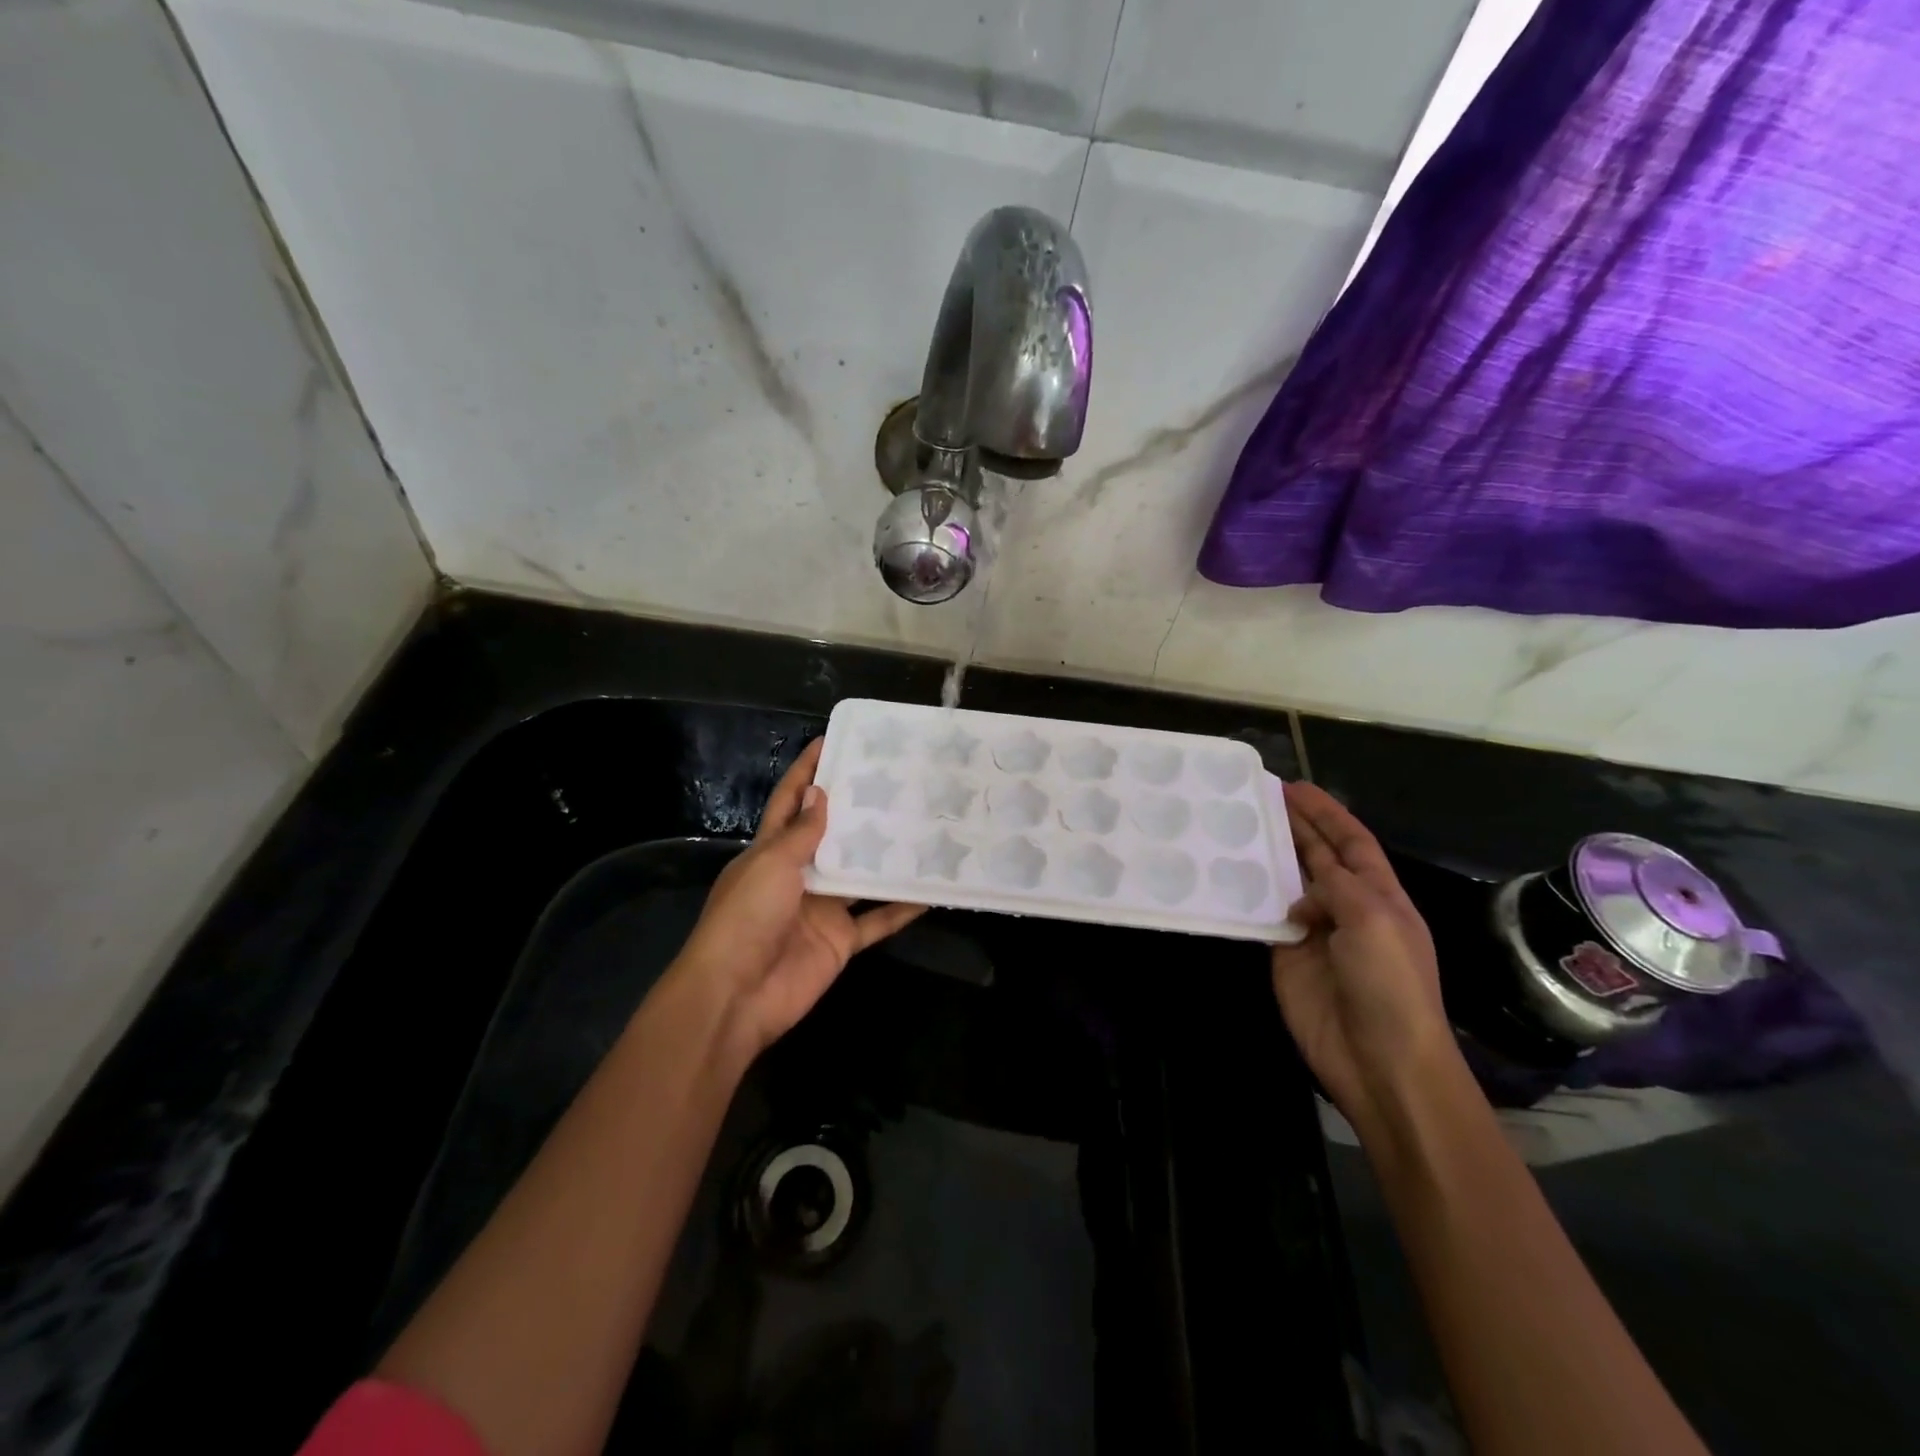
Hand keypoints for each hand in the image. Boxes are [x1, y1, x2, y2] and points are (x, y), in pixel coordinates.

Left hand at [675, 738, 924, 1055]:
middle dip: (857, 810)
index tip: (831, 742)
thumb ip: (802, 832)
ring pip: (860, 875)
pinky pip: (878, 920)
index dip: (806, 771)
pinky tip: (931, 890)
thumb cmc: (746, 918)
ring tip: (922, 825)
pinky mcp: (841, 940)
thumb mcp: (771, 865)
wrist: (737, 996)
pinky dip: (902, 908)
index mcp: (771, 851)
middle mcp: (799, 875)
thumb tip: (821, 792)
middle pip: (832, 835)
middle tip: (895, 781)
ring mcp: (822, 908)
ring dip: (886, 856)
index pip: (790, 802)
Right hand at [1271, 782, 1454, 1133]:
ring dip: (1269, 857)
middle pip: (1318, 857)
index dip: (1326, 813)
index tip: (1295, 786)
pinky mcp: (1286, 956)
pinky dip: (1251, 898)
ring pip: (1288, 884)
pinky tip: (1229, 878)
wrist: (1381, 1061)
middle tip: (1258, 797)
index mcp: (1381, 896)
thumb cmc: (1390, 985)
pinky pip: (1266, 918)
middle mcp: (1348, 908)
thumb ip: (1336, 888)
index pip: (1351, 842)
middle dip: (1295, 826)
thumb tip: (1303, 894)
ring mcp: (1316, 933)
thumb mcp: (1374, 922)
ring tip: (1238, 828)